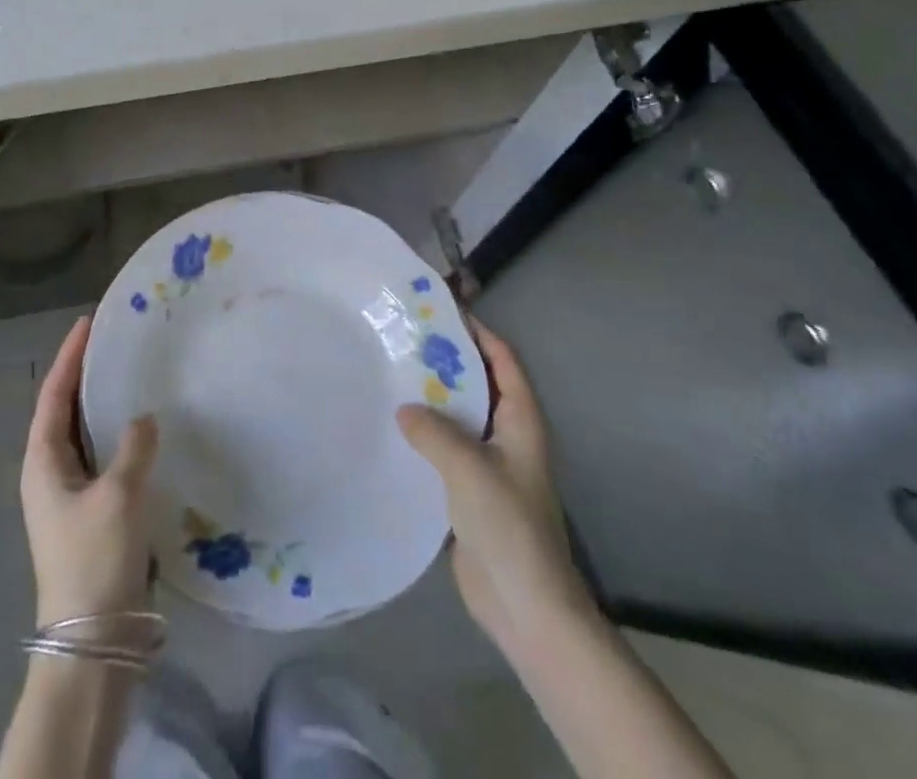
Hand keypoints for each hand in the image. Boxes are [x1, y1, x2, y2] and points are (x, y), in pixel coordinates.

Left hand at [21, 316, 160, 626]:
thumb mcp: (118, 496)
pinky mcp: (89, 513)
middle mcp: (49, 473)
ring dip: (99, 404)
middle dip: (83, 375)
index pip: (54, 396)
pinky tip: (139, 429)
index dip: (69, 358)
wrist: (93, 640)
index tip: (86, 324)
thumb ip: (133, 447)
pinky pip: (100, 457)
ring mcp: (68, 495)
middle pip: (64, 411)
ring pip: (82, 434)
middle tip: (111, 343)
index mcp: (43, 462)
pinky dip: (114, 434)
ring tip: (126, 374)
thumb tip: (143, 418)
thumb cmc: (95, 560)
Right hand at [398, 316, 594, 660]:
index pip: (503, 359)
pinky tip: (392, 428)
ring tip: (391, 373)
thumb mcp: (469, 468)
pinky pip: (445, 449)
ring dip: (432, 398)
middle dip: (447, 360)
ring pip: (459, 416)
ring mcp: (489, 464)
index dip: (478, 332)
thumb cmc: (508, 526)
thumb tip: (403, 409)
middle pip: (478, 383)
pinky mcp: (470, 491)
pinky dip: (424, 434)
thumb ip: (434, 431)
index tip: (441, 310)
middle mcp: (507, 435)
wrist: (525, 605)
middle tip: (404, 337)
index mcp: (521, 420)